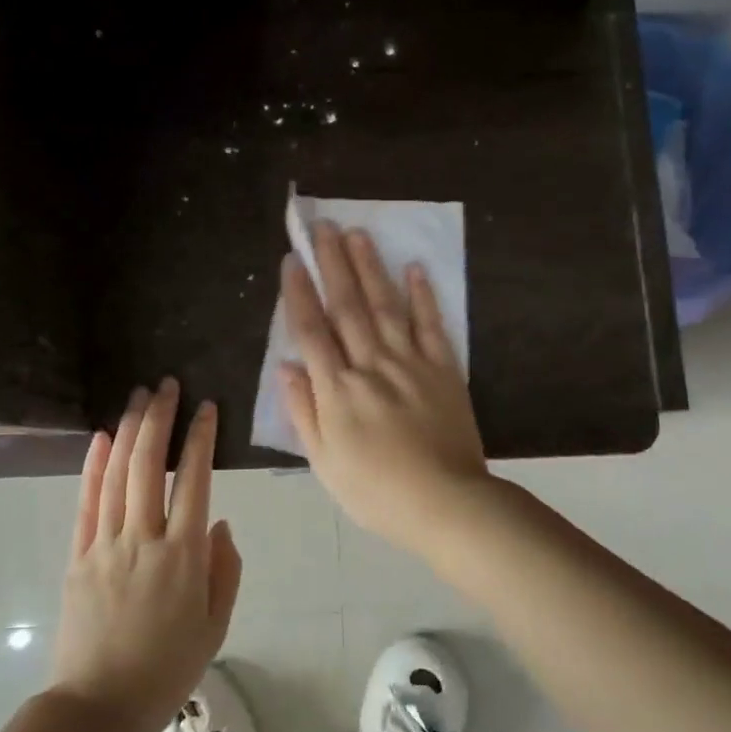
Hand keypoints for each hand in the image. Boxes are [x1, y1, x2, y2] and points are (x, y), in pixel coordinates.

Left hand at [51, 380, 241, 731]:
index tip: (205, 407)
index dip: (200, 439)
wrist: (99, 707)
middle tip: (166, 384)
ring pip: (117, 474)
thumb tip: (220, 521)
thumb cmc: (167, 669)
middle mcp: (144, 539)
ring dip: (129, 430)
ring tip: (138, 396)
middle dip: (160, 418)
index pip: (194, 480)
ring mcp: (105, 545)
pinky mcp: (77, 556)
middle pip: (150, 465)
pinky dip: (93, 466)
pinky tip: (101, 437)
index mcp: (184, 556)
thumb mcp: (215, 626)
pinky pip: (86, 503)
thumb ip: (224, 569)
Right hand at [279, 222, 490, 549]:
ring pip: (386, 306)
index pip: (312, 331)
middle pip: (348, 306)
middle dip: (333, 264)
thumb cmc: (376, 491)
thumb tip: (284, 366)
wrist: (446, 503)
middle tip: (323, 228)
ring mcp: (410, 363)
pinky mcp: (444, 369)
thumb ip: (303, 412)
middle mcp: (371, 365)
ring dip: (371, 268)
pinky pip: (431, 325)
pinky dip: (424, 296)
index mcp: (338, 390)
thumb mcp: (325, 462)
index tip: (291, 260)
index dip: (299, 293)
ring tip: (358, 233)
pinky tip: (415, 269)